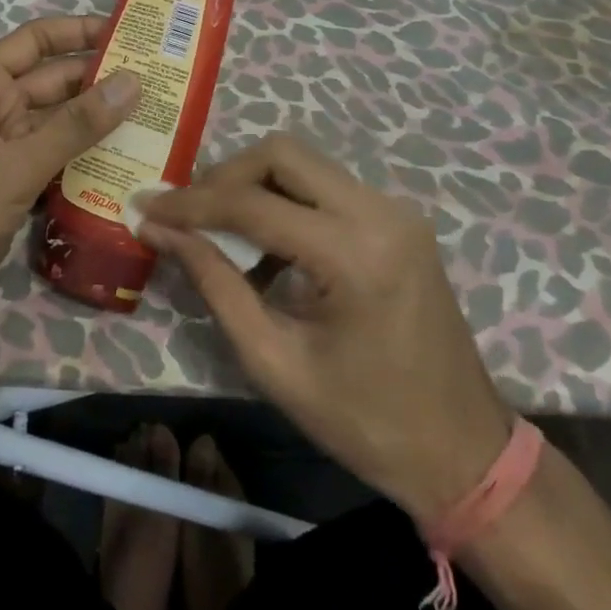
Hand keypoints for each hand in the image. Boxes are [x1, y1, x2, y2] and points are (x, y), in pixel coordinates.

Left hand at [0, 16, 140, 330]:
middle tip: (165, 83)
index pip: (37, 41)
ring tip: (162, 122)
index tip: (132, 33)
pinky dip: (90, 163)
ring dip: (103, 126)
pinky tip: (134, 167)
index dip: (80, 30)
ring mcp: (8, 149)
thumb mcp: (16, 165)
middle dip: (104, 82)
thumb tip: (132, 81)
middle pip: (58, 83)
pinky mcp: (18, 186)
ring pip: (63, 125)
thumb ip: (75, 126)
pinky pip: (61, 162)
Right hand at [140, 135, 513, 521]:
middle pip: (282, 154)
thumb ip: (214, 284)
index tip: (144, 206)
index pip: (253, 204)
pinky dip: (285, 200)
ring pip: (304, 163)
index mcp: (354, 255)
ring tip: (216, 227)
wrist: (466, 454)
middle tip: (187, 213)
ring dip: (253, 184)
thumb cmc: (366, 422)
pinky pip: (325, 187)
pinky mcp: (398, 220)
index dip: (191, 203)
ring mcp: (395, 211)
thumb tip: (158, 230)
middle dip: (224, 176)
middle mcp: (380, 213)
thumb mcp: (274, 362)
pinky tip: (266, 246)